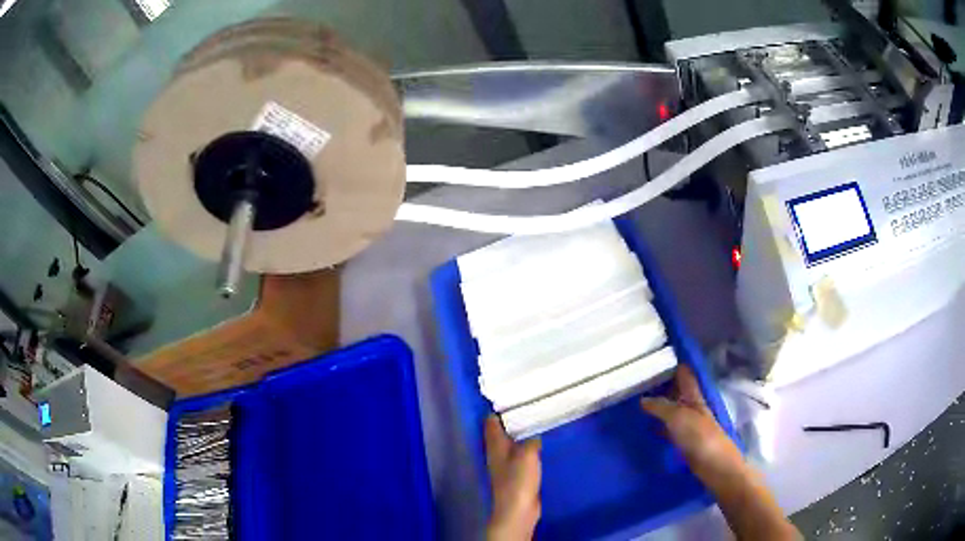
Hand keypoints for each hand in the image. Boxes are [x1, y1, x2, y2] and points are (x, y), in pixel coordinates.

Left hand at [484, 416, 540, 540]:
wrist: (518, 509)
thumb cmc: (518, 480)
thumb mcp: (528, 454)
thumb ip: (531, 440)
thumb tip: (534, 435)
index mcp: (495, 445)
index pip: (491, 421)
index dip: (499, 408)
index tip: (512, 396)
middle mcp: (496, 452)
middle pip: (500, 431)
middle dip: (511, 419)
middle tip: (528, 404)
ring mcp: (505, 464)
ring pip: (511, 442)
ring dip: (520, 433)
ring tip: (536, 420)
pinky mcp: (516, 473)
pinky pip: (520, 454)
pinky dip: (527, 446)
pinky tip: (539, 443)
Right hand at [640, 365, 741, 473]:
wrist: (715, 466)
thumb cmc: (700, 437)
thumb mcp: (678, 417)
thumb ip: (661, 407)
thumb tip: (643, 399)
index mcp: (694, 396)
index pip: (685, 374)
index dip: (674, 364)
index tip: (657, 355)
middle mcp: (693, 407)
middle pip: (678, 391)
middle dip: (663, 384)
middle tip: (639, 379)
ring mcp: (690, 424)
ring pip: (672, 409)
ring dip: (659, 405)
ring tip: (638, 400)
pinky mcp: (685, 441)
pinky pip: (669, 427)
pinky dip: (659, 424)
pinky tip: (647, 426)